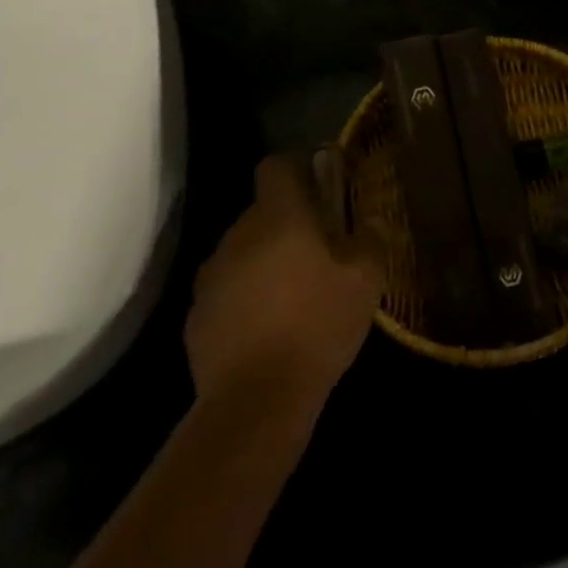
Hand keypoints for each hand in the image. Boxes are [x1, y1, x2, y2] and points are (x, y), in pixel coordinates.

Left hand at [185, 150, 383, 404]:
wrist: (256, 401)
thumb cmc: (318, 325)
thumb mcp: (366, 278)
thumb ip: (370, 236)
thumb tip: (370, 217)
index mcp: (279, 216)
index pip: (276, 166)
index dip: (299, 169)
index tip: (321, 189)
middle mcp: (239, 234)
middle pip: (263, 210)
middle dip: (289, 221)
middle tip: (321, 249)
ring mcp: (213, 275)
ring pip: (245, 249)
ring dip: (266, 259)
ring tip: (295, 293)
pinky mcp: (197, 315)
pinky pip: (228, 288)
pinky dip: (246, 295)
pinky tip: (269, 326)